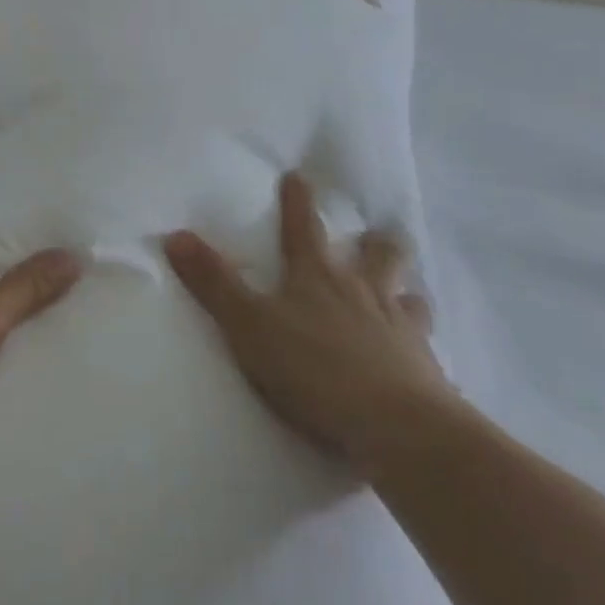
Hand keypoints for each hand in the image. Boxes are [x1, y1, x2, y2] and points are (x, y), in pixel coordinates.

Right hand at [164, 173, 453, 475]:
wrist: (395, 427)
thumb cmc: (313, 369)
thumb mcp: (248, 326)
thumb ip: (213, 283)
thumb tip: (175, 235)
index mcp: (317, 277)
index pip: (303, 227)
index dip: (297, 201)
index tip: (298, 176)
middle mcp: (363, 292)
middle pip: (377, 254)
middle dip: (374, 242)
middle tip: (374, 235)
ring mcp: (400, 328)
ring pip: (410, 296)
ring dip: (405, 289)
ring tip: (405, 293)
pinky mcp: (427, 369)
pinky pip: (428, 347)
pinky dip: (422, 344)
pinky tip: (423, 356)